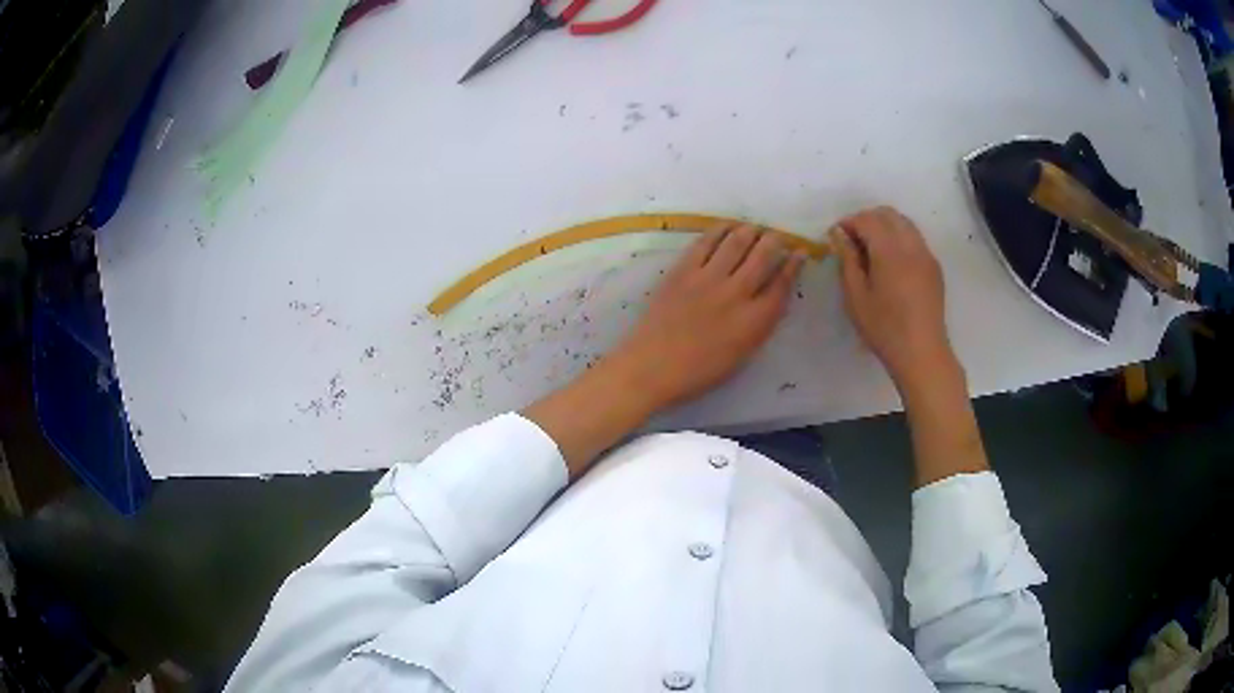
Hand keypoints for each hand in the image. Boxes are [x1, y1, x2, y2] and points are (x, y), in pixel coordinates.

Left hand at [607, 224, 804, 410]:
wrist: (652, 367)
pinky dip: (721, 230)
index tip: (800, 253)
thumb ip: (760, 325)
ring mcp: (708, 279)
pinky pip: (706, 241)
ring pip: (738, 242)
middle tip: (777, 236)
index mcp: (754, 321)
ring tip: (754, 229)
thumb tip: (772, 298)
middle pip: (764, 256)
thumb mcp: (742, 355)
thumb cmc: (698, 372)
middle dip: (775, 241)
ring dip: (750, 231)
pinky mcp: (683, 270)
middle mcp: (736, 294)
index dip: (794, 265)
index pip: (782, 284)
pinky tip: (727, 227)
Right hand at [829, 207, 957, 392]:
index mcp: (890, 251)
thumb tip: (840, 235)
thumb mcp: (856, 297)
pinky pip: (914, 239)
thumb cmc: (884, 329)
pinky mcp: (934, 266)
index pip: (867, 220)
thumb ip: (847, 260)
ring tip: (870, 249)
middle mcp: (911, 245)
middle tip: (851, 240)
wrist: (922, 353)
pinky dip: (898, 238)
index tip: (835, 236)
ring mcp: (926, 254)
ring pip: (904, 223)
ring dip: (884, 226)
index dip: (848, 223)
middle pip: (888, 214)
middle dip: (867, 219)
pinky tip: (890, 262)